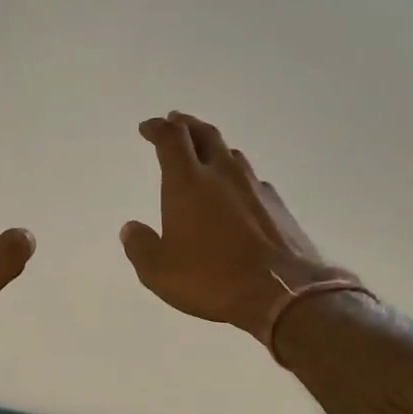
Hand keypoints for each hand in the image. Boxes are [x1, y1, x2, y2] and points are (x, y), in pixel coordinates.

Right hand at [121, 112, 355, 337]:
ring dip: (214, 148)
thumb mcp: (159, 271)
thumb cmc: (211, 278)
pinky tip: (237, 192)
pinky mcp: (277, 205)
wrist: (281, 292)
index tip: (148, 127)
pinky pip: (252, 179)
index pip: (171, 139)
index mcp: (187, 183)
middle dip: (186, 125)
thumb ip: (140, 246)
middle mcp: (222, 174)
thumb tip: (131, 229)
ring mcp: (254, 187)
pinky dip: (237, 177)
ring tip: (205, 153)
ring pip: (231, 154)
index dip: (157, 128)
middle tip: (175, 121)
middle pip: (204, 134)